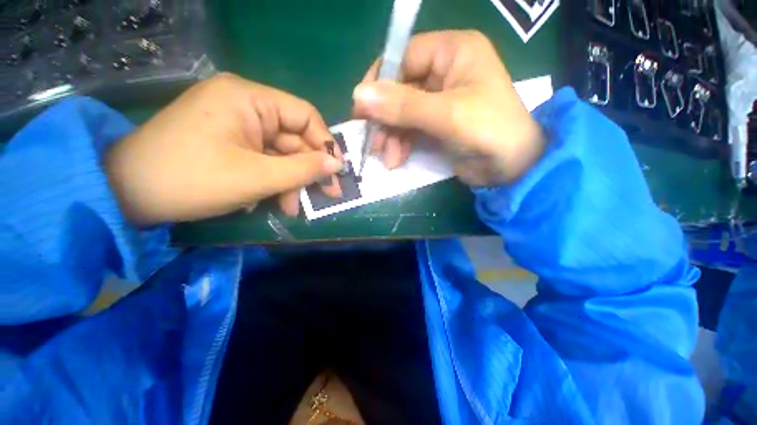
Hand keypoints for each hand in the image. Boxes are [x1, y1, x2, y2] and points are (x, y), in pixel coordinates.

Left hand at [106, 73, 342, 224]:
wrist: (127, 194)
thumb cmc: (191, 180)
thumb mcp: (256, 177)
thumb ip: (303, 170)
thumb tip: (337, 165)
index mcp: (249, 99)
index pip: (305, 115)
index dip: (325, 144)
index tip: (337, 171)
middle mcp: (245, 104)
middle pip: (294, 137)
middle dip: (308, 170)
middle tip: (326, 196)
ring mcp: (236, 124)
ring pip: (280, 153)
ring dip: (290, 181)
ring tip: (293, 208)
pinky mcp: (229, 141)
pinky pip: (264, 158)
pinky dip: (273, 180)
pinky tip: (272, 201)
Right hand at [352, 30, 544, 185]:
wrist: (511, 168)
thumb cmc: (489, 131)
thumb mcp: (446, 115)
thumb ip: (403, 105)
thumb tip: (358, 95)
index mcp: (453, 51)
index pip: (403, 57)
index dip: (380, 83)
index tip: (362, 111)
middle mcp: (444, 71)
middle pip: (399, 89)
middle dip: (385, 119)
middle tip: (373, 143)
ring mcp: (439, 100)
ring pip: (401, 113)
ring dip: (390, 136)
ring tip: (387, 158)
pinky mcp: (436, 123)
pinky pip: (409, 129)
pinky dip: (399, 144)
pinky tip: (395, 160)